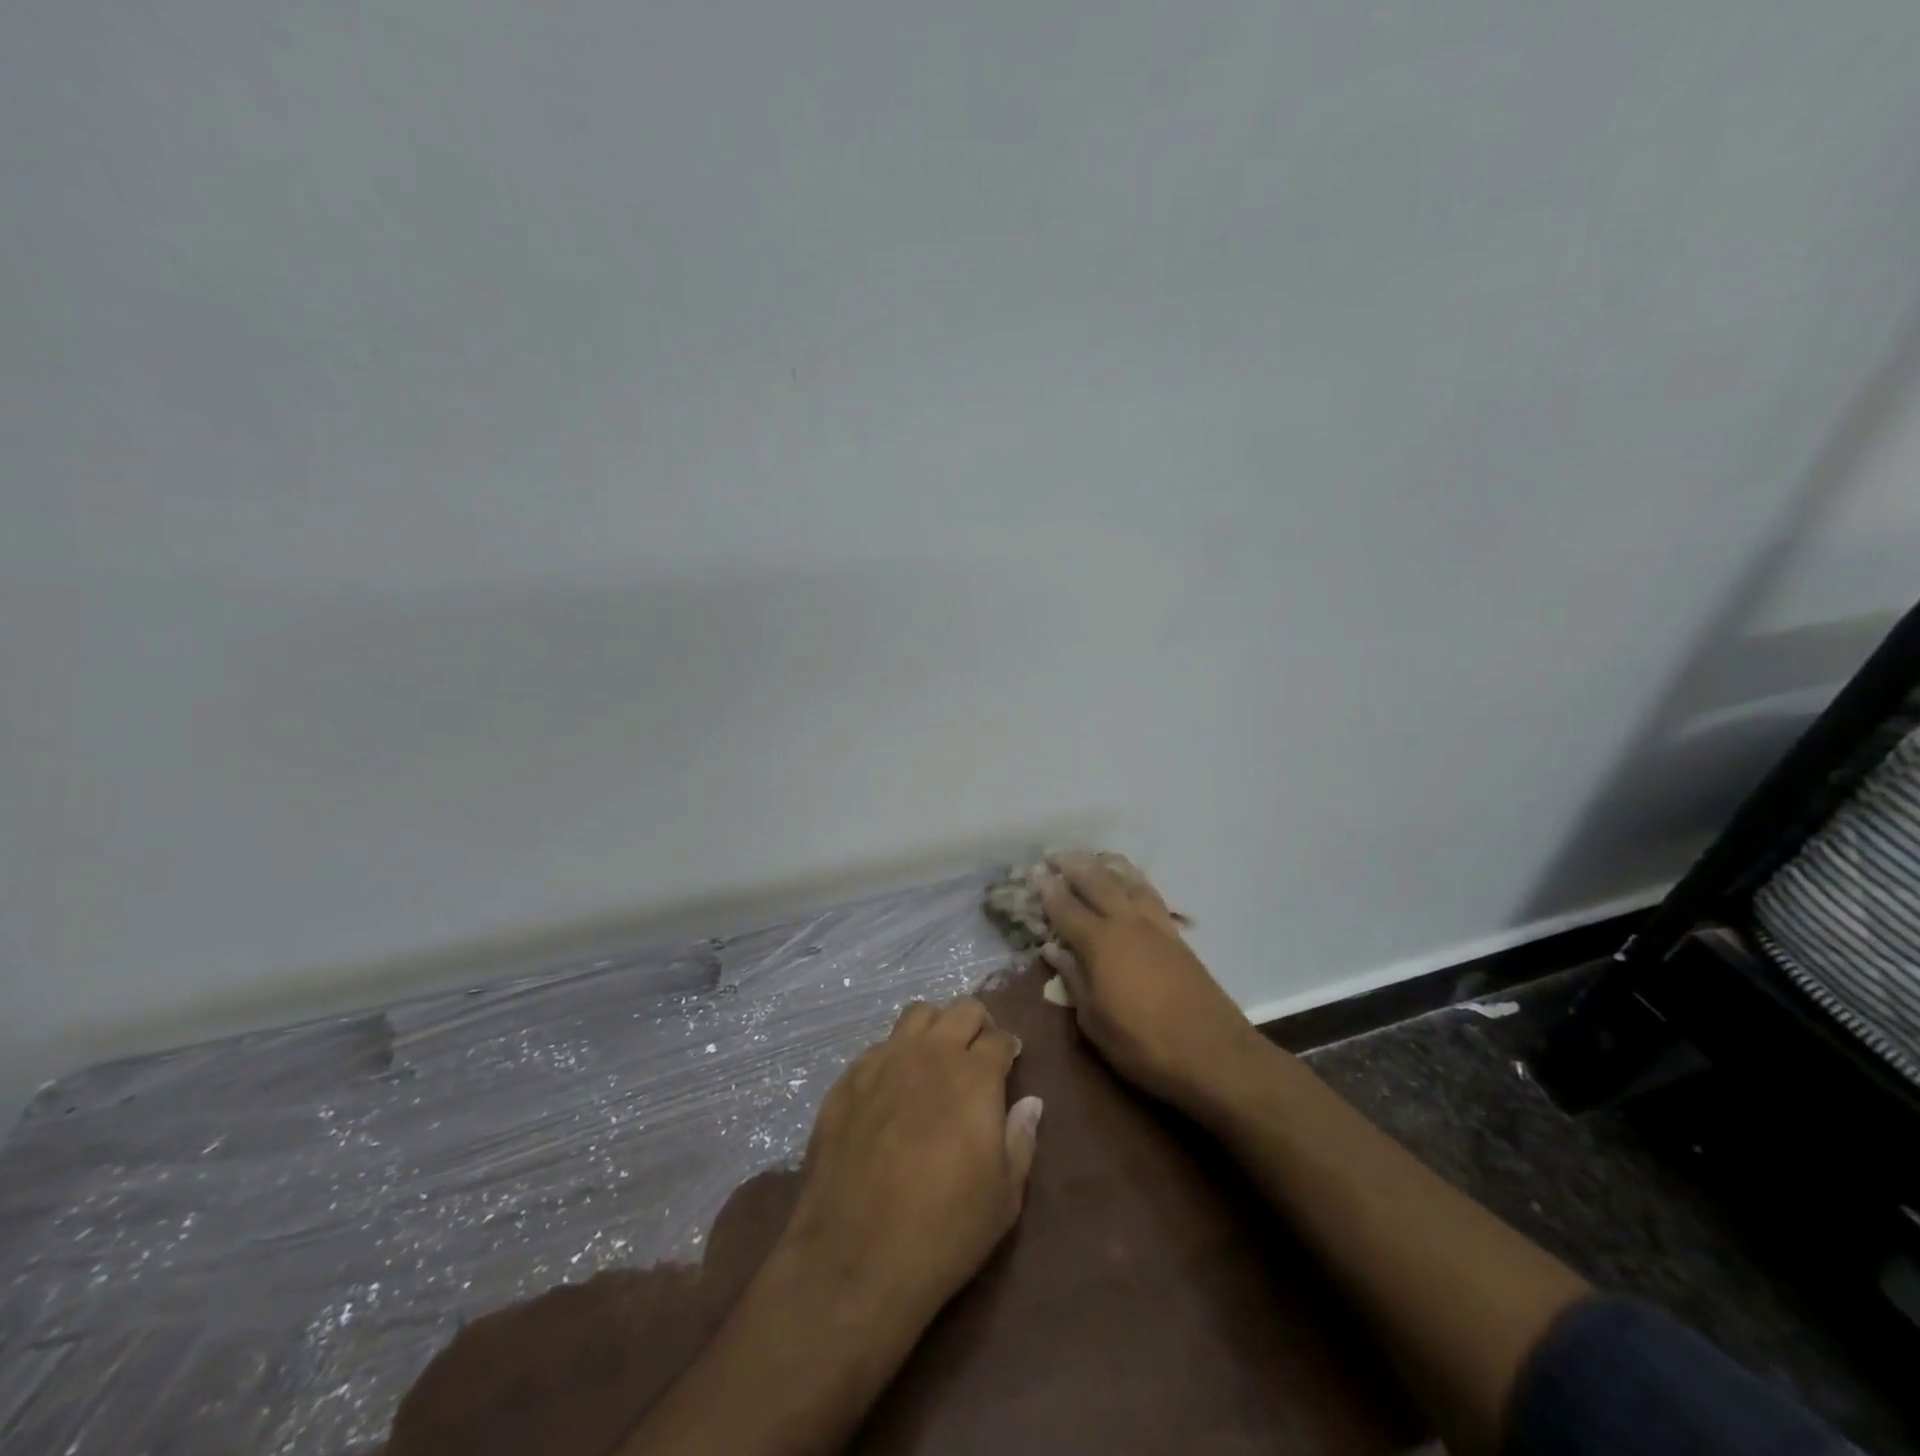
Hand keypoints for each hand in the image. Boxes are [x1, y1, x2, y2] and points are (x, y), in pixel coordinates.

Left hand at [781, 998, 1042, 1328]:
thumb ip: (1020, 1139)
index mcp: (973, 1076)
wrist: (856, 1257)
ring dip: (934, 1028)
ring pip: (916, 1015)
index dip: (1009, 1048)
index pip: (999, 1038)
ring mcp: (883, 1062)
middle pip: (961, 1011)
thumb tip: (1030, 1103)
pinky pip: (878, 1047)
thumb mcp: (1004, 1196)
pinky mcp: (848, 1080)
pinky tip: (893, 1088)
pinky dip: (895, 1055)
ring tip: (936, 1057)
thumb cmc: (944, 1229)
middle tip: (978, 1052)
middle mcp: (929, 1054)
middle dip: (977, 1024)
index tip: (1010, 1061)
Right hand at [1039, 853, 1268, 1113]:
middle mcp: (1125, 922)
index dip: (1046, 889)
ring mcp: (1155, 924)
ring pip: (1127, 878)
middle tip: (1053, 857)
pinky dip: (1132, 878)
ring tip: (1092, 858)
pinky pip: (1148, 891)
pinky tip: (1129, 882)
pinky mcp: (1175, 934)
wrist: (1213, 1052)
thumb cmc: (1143, 1044)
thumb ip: (1072, 978)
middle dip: (1072, 864)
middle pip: (1096, 880)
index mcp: (1099, 942)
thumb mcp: (1094, 1021)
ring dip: (1105, 864)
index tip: (1032, 873)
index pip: (1064, 906)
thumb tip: (1052, 948)